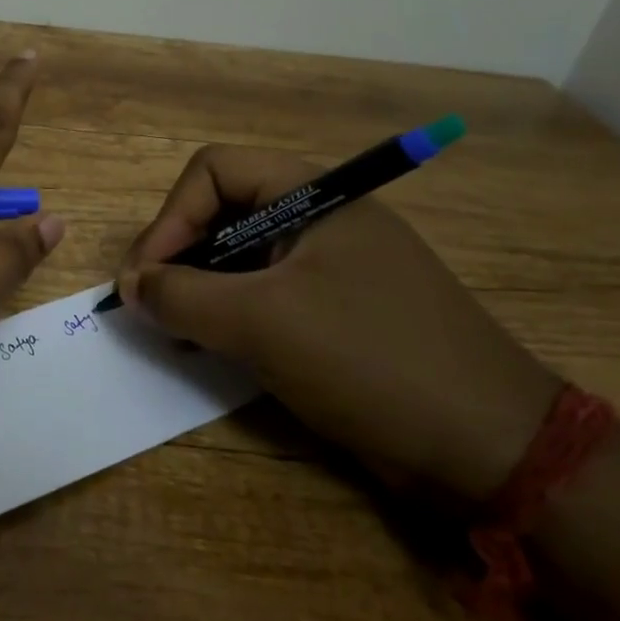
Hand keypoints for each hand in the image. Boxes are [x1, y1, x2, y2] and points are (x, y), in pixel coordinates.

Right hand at [116, 147, 558, 503]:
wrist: (489, 450)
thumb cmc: (368, 360)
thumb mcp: (261, 322)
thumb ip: (182, 295)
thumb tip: (130, 287)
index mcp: (316, 196)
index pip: (214, 170)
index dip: (171, 216)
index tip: (146, 276)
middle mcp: (323, 219)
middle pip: (224, 211)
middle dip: (179, 255)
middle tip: (153, 306)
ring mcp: (333, 267)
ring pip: (242, 257)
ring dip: (200, 289)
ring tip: (178, 332)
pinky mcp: (338, 312)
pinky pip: (266, 295)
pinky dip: (231, 315)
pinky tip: (214, 349)